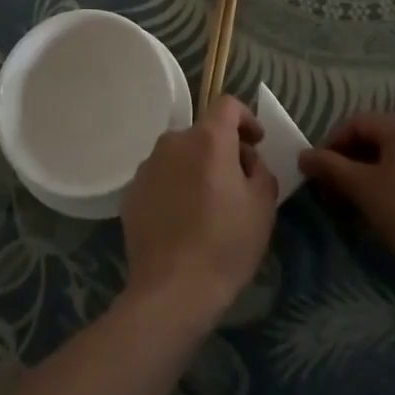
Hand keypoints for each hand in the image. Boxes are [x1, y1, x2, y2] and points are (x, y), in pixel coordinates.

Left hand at [121, 96, 276, 323]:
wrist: (172, 290)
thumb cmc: (225, 244)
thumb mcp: (262, 206)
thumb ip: (259, 169)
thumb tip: (247, 159)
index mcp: (207, 139)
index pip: (227, 104)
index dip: (246, 118)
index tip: (256, 143)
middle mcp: (173, 141)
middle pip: (203, 133)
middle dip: (223, 150)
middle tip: (238, 184)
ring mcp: (147, 166)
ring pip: (180, 156)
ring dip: (196, 169)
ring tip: (208, 207)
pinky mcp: (131, 192)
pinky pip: (161, 179)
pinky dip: (175, 188)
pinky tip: (183, 222)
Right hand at [299, 112, 394, 290]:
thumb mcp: (362, 189)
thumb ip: (329, 167)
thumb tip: (305, 156)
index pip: (356, 124)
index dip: (332, 145)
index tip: (319, 173)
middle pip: (381, 140)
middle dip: (355, 163)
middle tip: (340, 192)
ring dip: (379, 175)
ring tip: (368, 206)